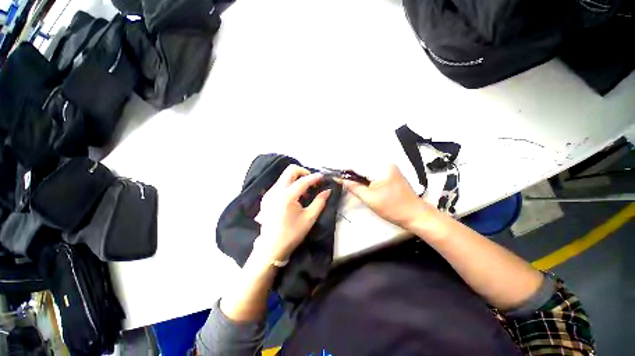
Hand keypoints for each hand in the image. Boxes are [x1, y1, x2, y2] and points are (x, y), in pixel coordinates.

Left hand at [254, 165, 330, 262]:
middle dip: (303, 172)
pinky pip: (280, 184)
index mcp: (287, 196)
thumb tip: (327, 190)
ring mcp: (269, 193)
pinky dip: (290, 185)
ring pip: (285, 176)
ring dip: (297, 179)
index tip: (323, 177)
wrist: (271, 247)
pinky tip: (295, 198)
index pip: (303, 180)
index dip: (314, 177)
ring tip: (305, 193)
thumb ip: (320, 201)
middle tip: (312, 182)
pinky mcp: (267, 197)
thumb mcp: (309, 218)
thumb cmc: (292, 233)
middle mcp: (276, 190)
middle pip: (290, 170)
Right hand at [340, 164, 433, 228]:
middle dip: (350, 172)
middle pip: (362, 165)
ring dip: (357, 174)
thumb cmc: (392, 208)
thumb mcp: (369, 198)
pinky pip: (373, 172)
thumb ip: (353, 187)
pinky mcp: (390, 173)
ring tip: (346, 180)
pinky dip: (365, 177)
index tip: (334, 173)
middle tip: (339, 178)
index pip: (357, 165)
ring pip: (367, 169)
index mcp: (381, 167)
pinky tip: (358, 182)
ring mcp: (389, 168)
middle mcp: (385, 163)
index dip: (344, 170)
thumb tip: (339, 179)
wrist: (415, 215)